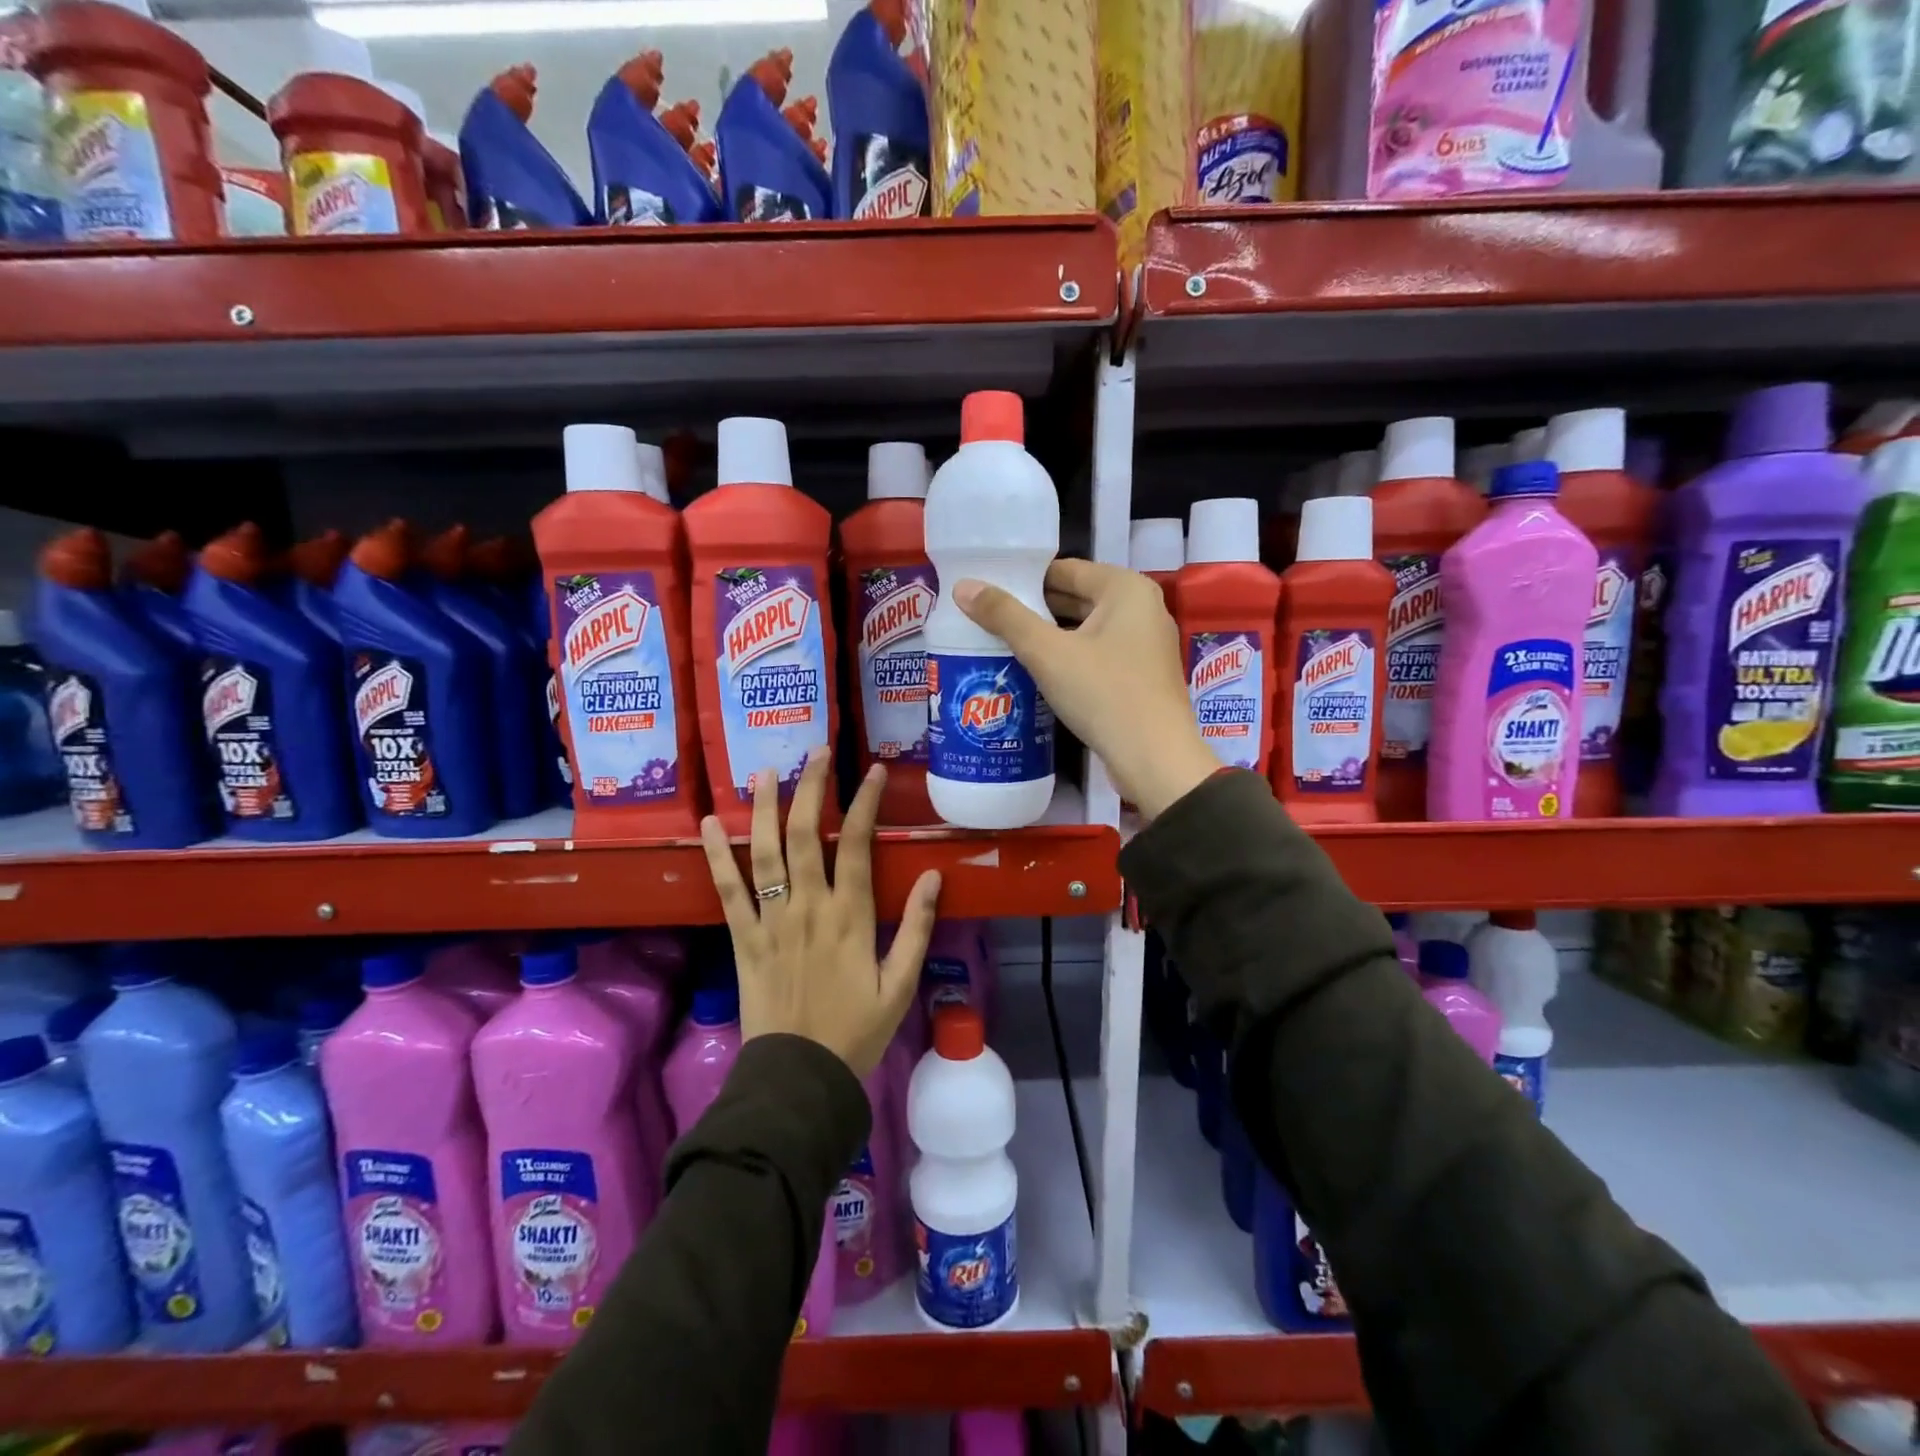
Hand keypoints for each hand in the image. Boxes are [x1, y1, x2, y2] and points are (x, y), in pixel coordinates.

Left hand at [698, 748, 941, 1077]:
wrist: (798, 1077)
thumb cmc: (856, 1032)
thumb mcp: (900, 986)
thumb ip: (918, 929)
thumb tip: (934, 876)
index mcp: (851, 918)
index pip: (860, 846)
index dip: (866, 803)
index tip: (872, 771)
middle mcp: (808, 908)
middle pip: (809, 835)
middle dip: (813, 788)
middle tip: (817, 752)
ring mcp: (771, 921)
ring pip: (765, 853)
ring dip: (766, 808)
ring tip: (766, 770)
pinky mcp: (742, 939)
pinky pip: (726, 891)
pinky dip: (716, 856)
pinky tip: (709, 824)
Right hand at [954, 559, 1218, 818]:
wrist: (1154, 759)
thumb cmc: (1103, 693)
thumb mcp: (1047, 653)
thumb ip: (1005, 616)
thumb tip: (963, 586)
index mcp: (1126, 589)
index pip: (1065, 570)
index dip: (1023, 578)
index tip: (987, 589)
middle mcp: (1142, 608)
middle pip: (1076, 598)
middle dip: (1033, 609)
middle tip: (986, 617)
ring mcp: (1145, 644)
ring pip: (1085, 629)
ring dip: (1048, 636)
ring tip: (1001, 642)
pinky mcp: (1142, 676)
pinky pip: (1097, 654)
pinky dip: (1068, 657)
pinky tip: (1036, 671)